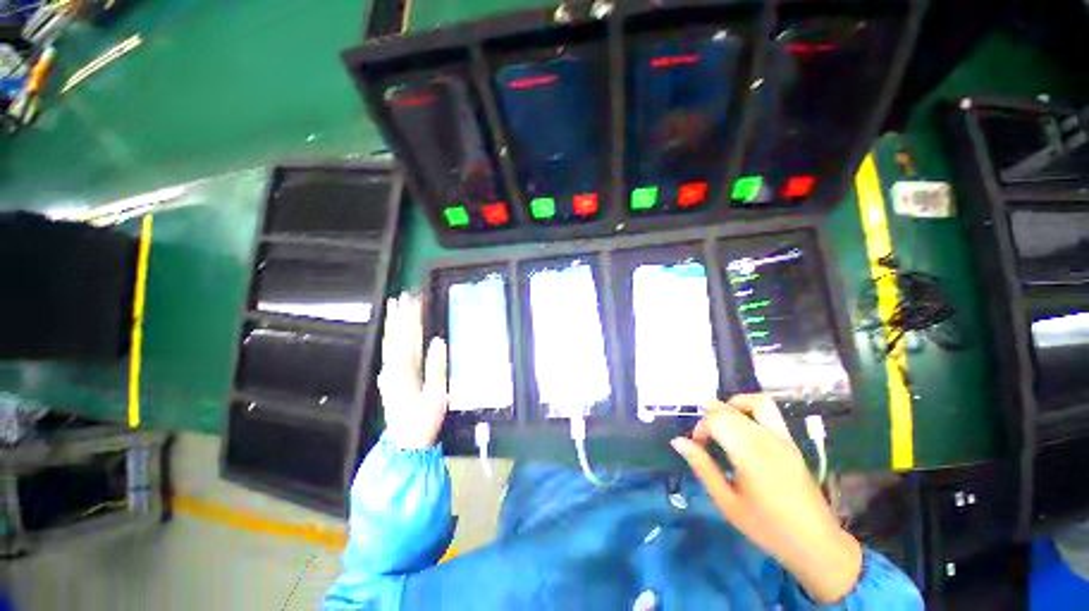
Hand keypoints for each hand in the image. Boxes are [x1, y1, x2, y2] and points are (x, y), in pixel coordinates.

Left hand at [376, 293, 447, 449]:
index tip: (416, 301)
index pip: (408, 337)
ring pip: (389, 343)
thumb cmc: (424, 420)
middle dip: (399, 315)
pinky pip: (389, 352)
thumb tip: (439, 342)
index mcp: (405, 371)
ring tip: (394, 308)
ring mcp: (388, 374)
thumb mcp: (437, 395)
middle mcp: (392, 369)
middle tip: (402, 296)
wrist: (405, 442)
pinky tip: (392, 332)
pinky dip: (391, 338)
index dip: (412, 318)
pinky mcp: (388, 378)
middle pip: (395, 337)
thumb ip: (437, 368)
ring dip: (393, 323)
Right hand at [671, 395, 861, 603]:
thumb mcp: (727, 502)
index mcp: (750, 454)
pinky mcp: (791, 442)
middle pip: (731, 410)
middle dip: (710, 417)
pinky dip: (750, 409)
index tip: (696, 447)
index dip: (700, 428)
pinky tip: (743, 429)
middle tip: (704, 439)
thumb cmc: (767, 527)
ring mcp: (783, 439)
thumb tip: (678, 442)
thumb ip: (703, 467)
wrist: (816, 544)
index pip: (716, 420)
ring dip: (733, 405)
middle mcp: (767, 439)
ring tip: (722, 421)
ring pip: (755, 402)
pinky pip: (771, 412)